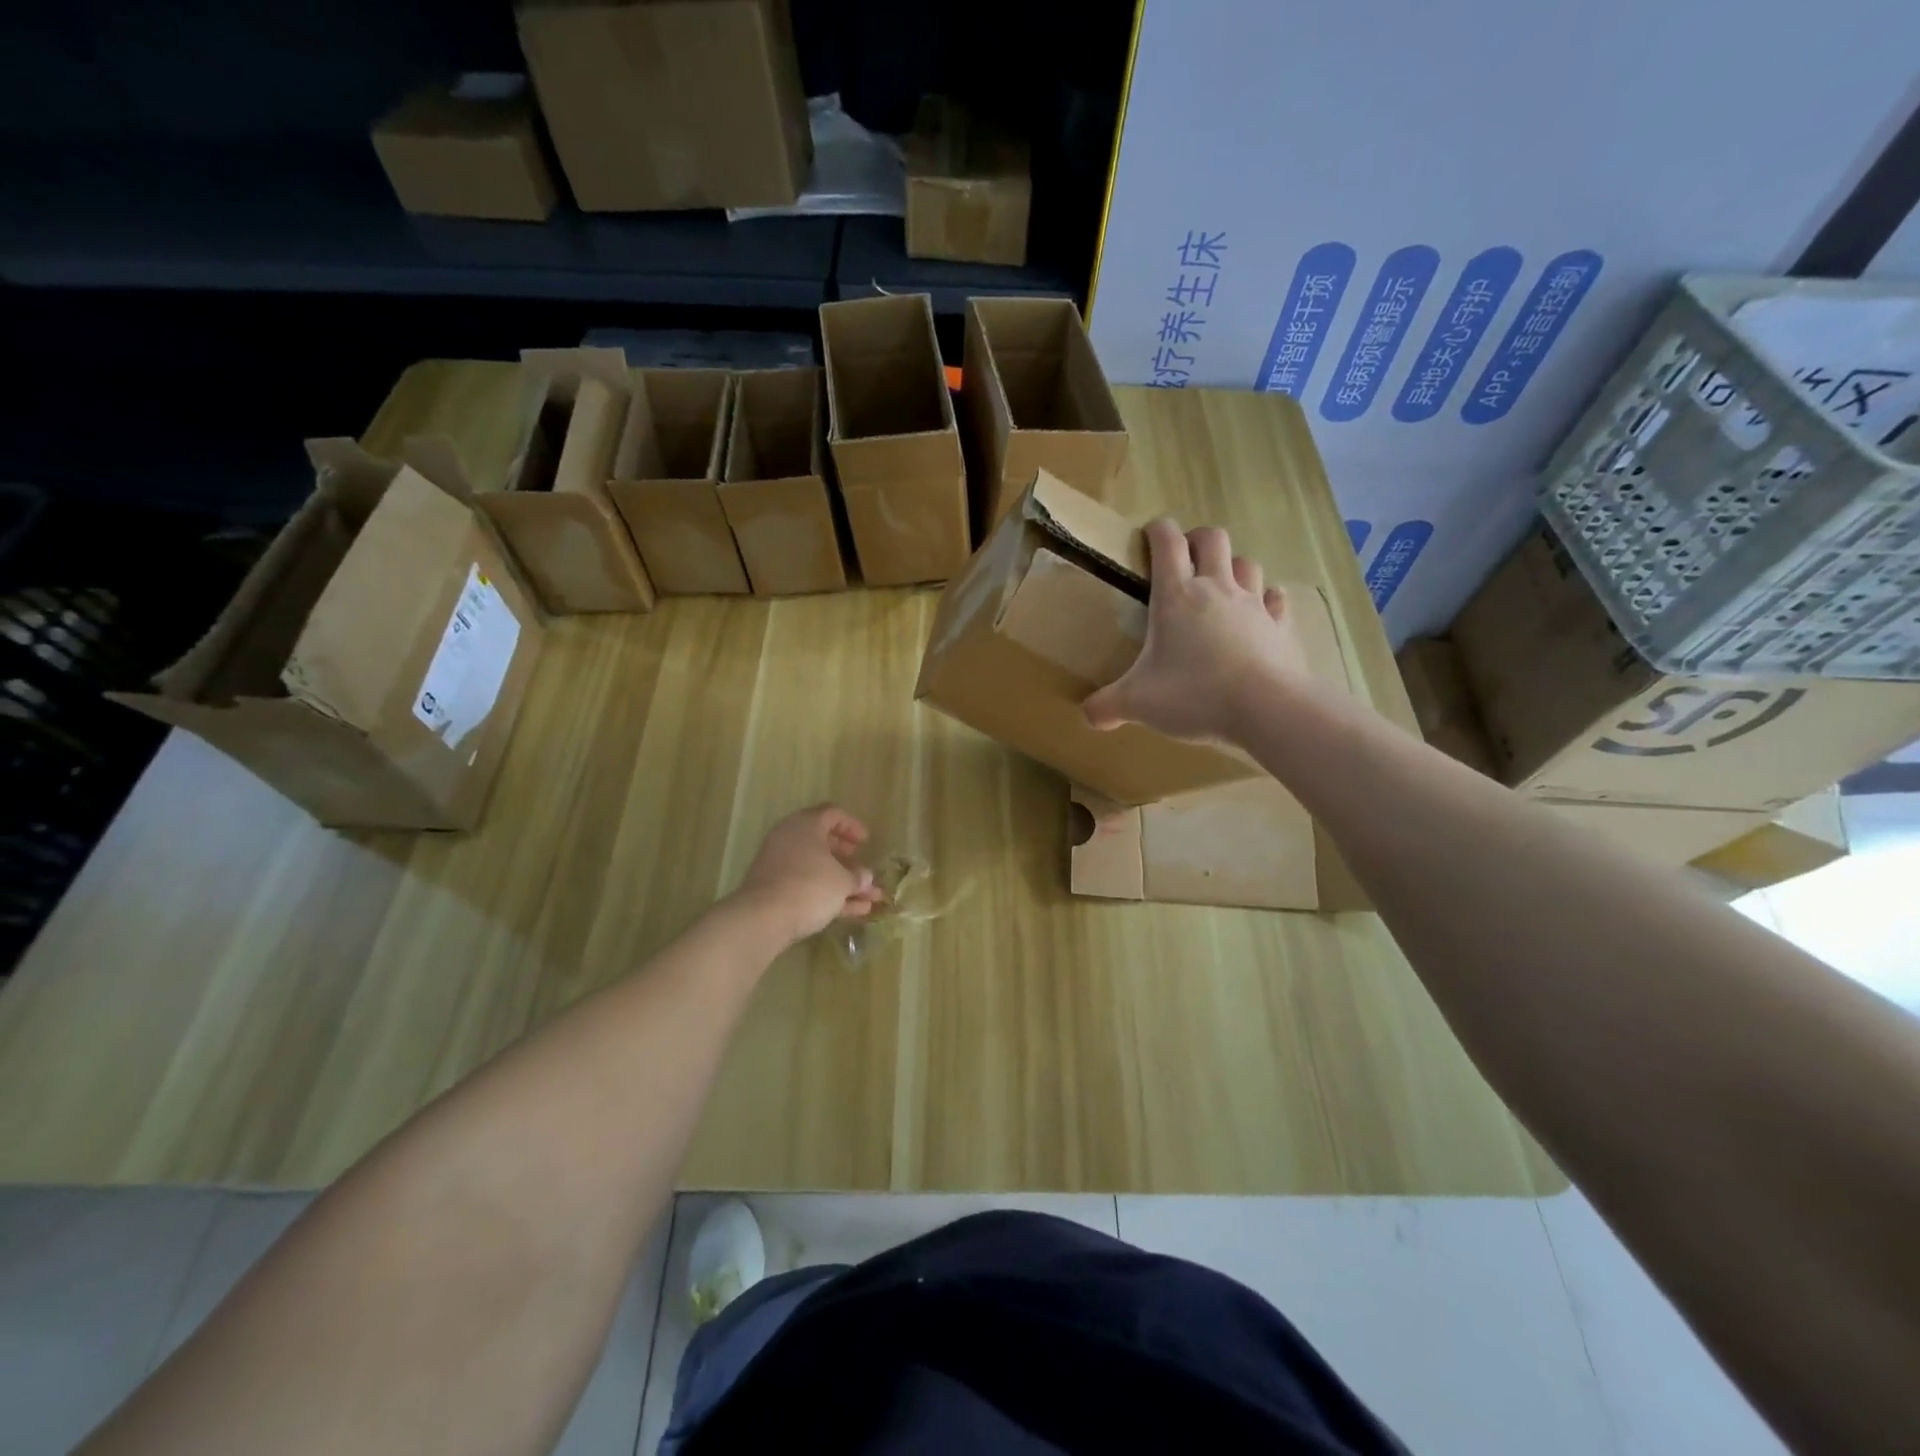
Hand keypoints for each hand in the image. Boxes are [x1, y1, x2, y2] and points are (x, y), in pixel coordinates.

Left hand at [732, 805, 883, 942]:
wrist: (763, 919)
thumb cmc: (809, 886)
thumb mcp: (842, 881)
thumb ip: (857, 877)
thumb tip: (865, 878)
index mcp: (806, 825)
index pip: (832, 814)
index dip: (852, 826)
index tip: (866, 842)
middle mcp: (790, 839)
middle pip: (823, 842)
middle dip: (847, 859)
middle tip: (861, 868)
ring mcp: (779, 865)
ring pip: (817, 869)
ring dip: (843, 882)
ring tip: (870, 898)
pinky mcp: (774, 890)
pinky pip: (807, 886)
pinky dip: (829, 896)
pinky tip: (855, 912)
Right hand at [1083, 519, 1313, 744]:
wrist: (1267, 709)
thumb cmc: (1194, 694)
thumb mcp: (1138, 703)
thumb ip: (1107, 706)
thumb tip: (1089, 715)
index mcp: (1176, 596)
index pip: (1167, 542)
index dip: (1157, 530)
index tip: (1149, 534)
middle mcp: (1216, 589)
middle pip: (1213, 539)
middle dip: (1197, 539)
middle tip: (1185, 558)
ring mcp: (1253, 605)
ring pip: (1246, 564)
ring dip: (1232, 566)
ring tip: (1221, 585)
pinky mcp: (1280, 627)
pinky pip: (1276, 600)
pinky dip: (1267, 599)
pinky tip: (1260, 611)